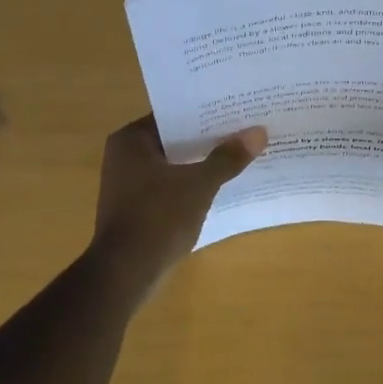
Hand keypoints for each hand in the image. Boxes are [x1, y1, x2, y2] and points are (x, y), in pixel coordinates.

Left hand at [91, 115, 265, 276]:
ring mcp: (128, 185)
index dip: (205, 114)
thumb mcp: (199, 185)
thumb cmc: (158, 218)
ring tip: (239, 156)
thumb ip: (227, 158)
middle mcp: (124, 156)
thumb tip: (258, 133)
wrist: (126, 273)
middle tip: (244, 131)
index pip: (173, 115)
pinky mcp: (136, 209)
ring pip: (173, 166)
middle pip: (174, 140)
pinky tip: (220, 187)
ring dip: (201, 164)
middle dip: (207, 140)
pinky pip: (169, 187)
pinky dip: (191, 186)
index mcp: (130, 140)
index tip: (235, 111)